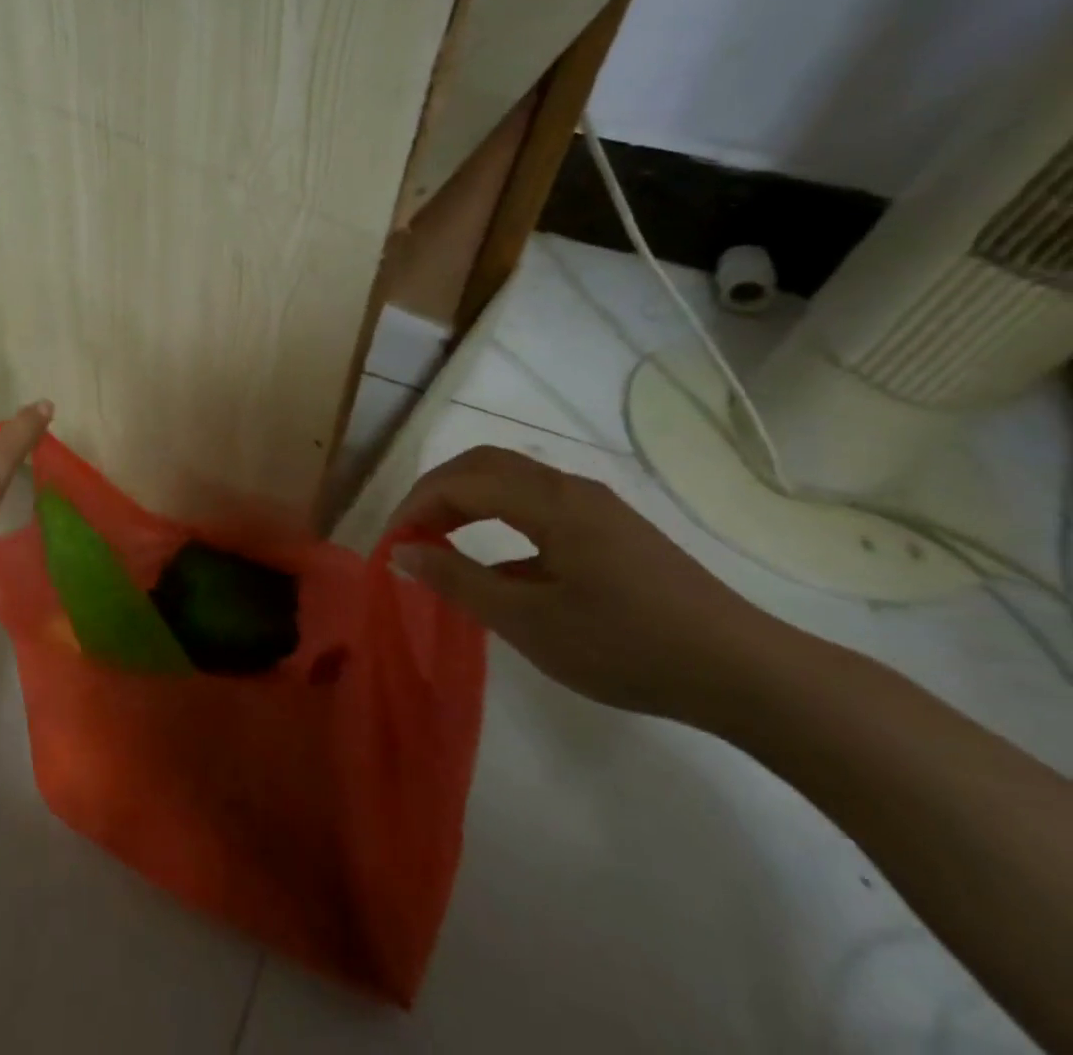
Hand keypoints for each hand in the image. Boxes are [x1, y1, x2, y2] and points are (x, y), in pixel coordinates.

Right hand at [387, 446, 782, 721]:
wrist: (748, 673)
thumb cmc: (628, 646)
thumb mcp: (530, 623)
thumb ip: (459, 581)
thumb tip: (402, 553)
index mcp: (549, 501)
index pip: (459, 482)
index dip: (414, 507)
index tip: (390, 546)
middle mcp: (570, 487)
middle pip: (483, 464)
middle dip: (435, 492)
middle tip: (409, 534)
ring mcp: (596, 506)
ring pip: (510, 478)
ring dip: (466, 500)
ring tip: (440, 541)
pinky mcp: (612, 528)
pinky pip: (536, 502)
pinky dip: (497, 515)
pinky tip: (497, 563)